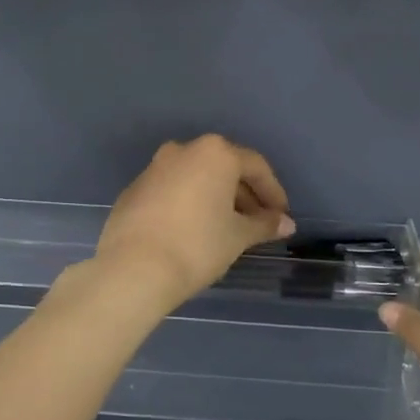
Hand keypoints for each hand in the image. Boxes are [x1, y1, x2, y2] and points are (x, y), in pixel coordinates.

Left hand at [94, 135, 294, 307]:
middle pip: (224, 169)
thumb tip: (286, 223)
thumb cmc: (197, 246)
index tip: (281, 217)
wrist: (133, 269)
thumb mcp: (238, 236)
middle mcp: (183, 151)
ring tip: (227, 229)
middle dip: (244, 196)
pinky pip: (172, 191)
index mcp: (214, 153)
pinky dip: (188, 205)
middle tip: (257, 224)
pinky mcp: (134, 190)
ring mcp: (154, 168)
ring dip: (216, 199)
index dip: (273, 193)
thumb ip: (264, 224)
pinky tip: (193, 232)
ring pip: (196, 178)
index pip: (255, 167)